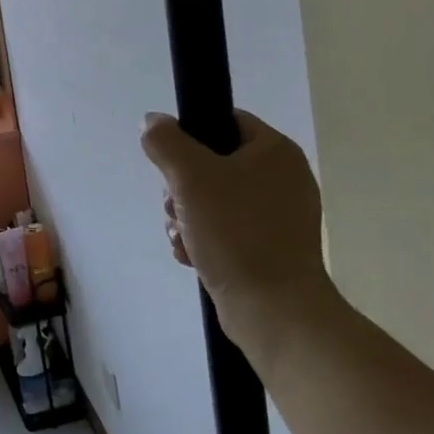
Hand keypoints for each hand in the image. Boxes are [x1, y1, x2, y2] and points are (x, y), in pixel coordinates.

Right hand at [140, 108, 334, 362]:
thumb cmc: (236, 233)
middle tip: (178, 207)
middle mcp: (281, 179)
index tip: (173, 164)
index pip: (224, 121)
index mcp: (275, 152)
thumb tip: (152, 122)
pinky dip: (202, 240)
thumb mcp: (190, 176)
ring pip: (210, 200)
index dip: (191, 137)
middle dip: (181, 188)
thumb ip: (165, 141)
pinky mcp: (267, 248)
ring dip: (185, 217)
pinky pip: (223, 230)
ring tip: (185, 239)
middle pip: (210, 164)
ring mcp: (276, 216)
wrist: (274, 312)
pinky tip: (193, 257)